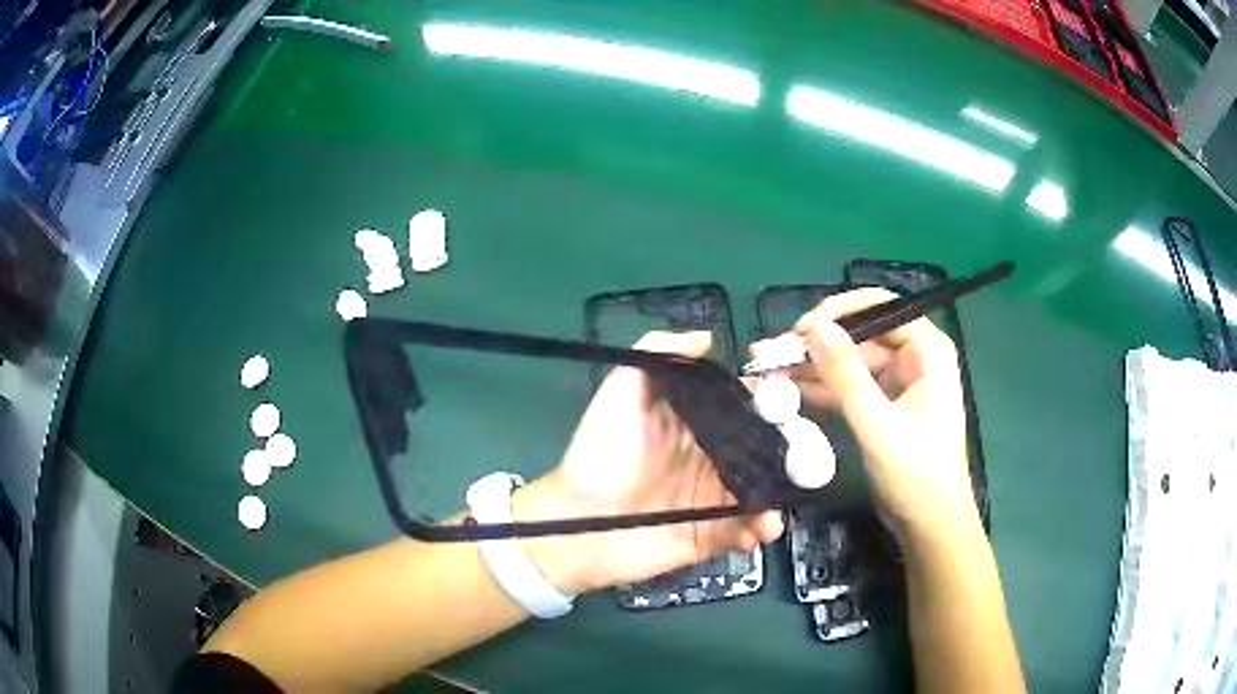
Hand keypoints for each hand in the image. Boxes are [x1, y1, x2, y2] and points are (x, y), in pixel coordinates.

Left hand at [514, 331, 783, 595]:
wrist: (577, 521)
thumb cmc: (600, 454)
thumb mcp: (621, 392)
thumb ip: (658, 355)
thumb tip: (707, 338)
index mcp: (694, 425)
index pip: (741, 409)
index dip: (768, 404)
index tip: (791, 402)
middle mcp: (709, 460)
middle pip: (760, 453)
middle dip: (787, 455)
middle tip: (805, 460)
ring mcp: (710, 500)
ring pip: (758, 493)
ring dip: (777, 497)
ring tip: (779, 504)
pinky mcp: (707, 535)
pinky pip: (742, 531)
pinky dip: (758, 530)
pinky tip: (761, 529)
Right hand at [785, 288, 978, 543]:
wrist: (929, 526)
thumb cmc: (916, 475)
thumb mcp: (878, 425)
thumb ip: (846, 375)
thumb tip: (814, 328)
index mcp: (927, 351)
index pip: (881, 307)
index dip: (838, 312)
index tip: (801, 330)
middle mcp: (916, 358)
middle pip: (862, 334)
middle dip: (818, 343)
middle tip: (774, 353)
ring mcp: (900, 383)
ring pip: (851, 361)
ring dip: (814, 367)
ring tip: (771, 371)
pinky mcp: (885, 407)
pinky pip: (850, 387)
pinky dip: (823, 390)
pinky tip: (790, 392)